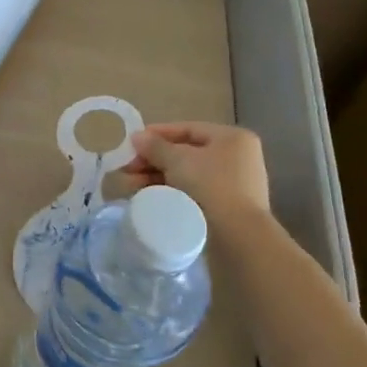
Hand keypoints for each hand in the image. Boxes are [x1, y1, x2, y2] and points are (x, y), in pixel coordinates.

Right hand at [121, 122, 274, 232]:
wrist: (239, 237)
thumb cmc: (211, 186)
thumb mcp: (178, 160)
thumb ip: (155, 146)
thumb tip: (137, 137)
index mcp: (232, 138)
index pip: (188, 129)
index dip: (157, 134)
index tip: (133, 143)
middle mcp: (237, 158)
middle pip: (185, 154)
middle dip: (153, 161)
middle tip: (128, 169)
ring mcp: (234, 185)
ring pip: (187, 176)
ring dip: (157, 178)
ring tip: (130, 187)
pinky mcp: (227, 209)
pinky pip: (193, 193)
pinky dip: (171, 193)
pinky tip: (150, 198)